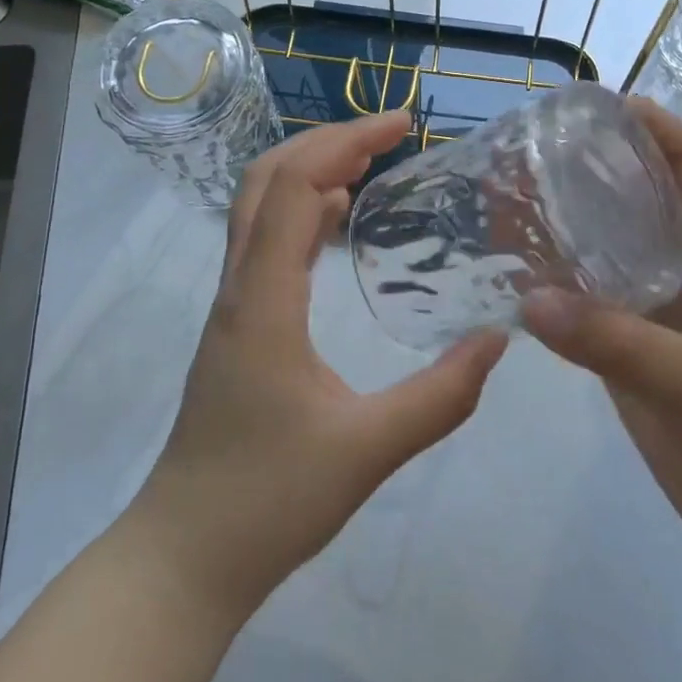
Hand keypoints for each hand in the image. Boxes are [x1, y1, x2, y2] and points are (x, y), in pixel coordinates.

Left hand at [128, 111, 507, 618]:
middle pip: (266, 179)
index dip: (346, 141)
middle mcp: (240, 286)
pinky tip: (336, 219)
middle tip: (389, 133)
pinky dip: (301, 211)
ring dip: (310, 170)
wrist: (184, 556)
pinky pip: (264, 242)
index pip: (293, 186)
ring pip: (259, 207)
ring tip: (370, 162)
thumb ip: (440, 396)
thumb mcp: (368, 450)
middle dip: (326, 140)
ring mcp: (233, 305)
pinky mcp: (238, 326)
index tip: (403, 125)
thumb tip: (497, 340)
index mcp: (264, 299)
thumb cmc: (268, 502)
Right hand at [521, 101, 681, 583]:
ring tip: (503, 204)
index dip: (656, 128)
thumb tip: (529, 297)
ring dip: (561, 228)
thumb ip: (618, 343)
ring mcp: (659, 318)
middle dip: (590, 171)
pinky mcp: (633, 358)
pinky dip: (552, 289)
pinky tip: (511, 278)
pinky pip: (587, 309)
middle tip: (526, 153)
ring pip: (606, 255)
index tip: (597, 106)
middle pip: (638, 203)